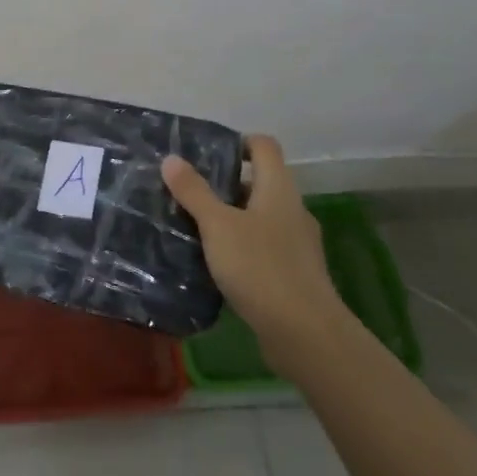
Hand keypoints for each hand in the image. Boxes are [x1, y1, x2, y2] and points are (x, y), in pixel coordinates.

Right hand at [162, 135, 350, 359]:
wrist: (305, 333)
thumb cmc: (260, 267)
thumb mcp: (218, 226)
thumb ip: (194, 192)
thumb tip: (171, 159)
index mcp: (278, 187)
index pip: (264, 145)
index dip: (238, 142)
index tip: (206, 155)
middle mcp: (292, 209)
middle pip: (260, 182)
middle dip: (225, 185)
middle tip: (188, 192)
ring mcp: (297, 243)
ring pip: (260, 217)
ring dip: (231, 219)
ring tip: (195, 228)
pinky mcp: (294, 273)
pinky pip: (263, 248)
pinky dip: (241, 248)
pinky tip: (217, 265)